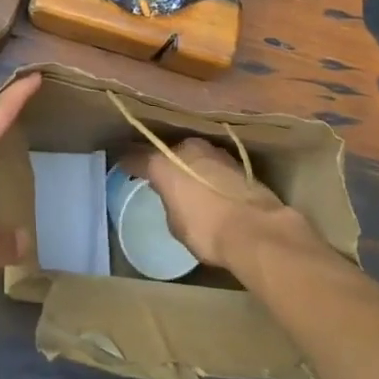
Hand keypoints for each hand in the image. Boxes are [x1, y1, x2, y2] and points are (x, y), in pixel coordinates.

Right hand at [121, 136, 304, 267]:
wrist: (256, 230)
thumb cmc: (206, 230)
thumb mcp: (176, 223)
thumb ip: (169, 202)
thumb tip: (174, 197)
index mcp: (163, 162)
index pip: (138, 157)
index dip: (129, 163)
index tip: (123, 166)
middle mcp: (186, 148)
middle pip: (169, 152)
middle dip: (165, 162)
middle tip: (162, 178)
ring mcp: (214, 151)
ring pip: (193, 155)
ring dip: (190, 166)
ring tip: (190, 183)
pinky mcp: (237, 161)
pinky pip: (213, 165)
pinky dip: (210, 173)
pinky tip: (212, 187)